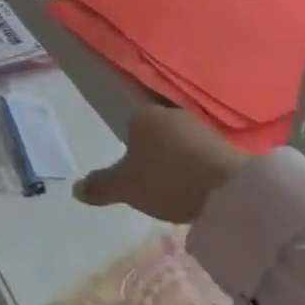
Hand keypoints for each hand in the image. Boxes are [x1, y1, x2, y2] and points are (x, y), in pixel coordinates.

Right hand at [74, 102, 246, 222]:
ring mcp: (199, 126)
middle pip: (154, 133)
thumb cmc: (167, 180)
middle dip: (153, 155)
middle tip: (153, 185)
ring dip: (176, 161)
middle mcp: (169, 112)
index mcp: (142, 115)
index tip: (134, 175)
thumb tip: (75, 189)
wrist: (229, 191)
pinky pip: (200, 154)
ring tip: (177, 191)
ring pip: (179, 142)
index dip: (129, 150)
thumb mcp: (126, 188)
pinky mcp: (224, 143)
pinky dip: (196, 168)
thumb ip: (100, 186)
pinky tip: (198, 190)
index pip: (129, 125)